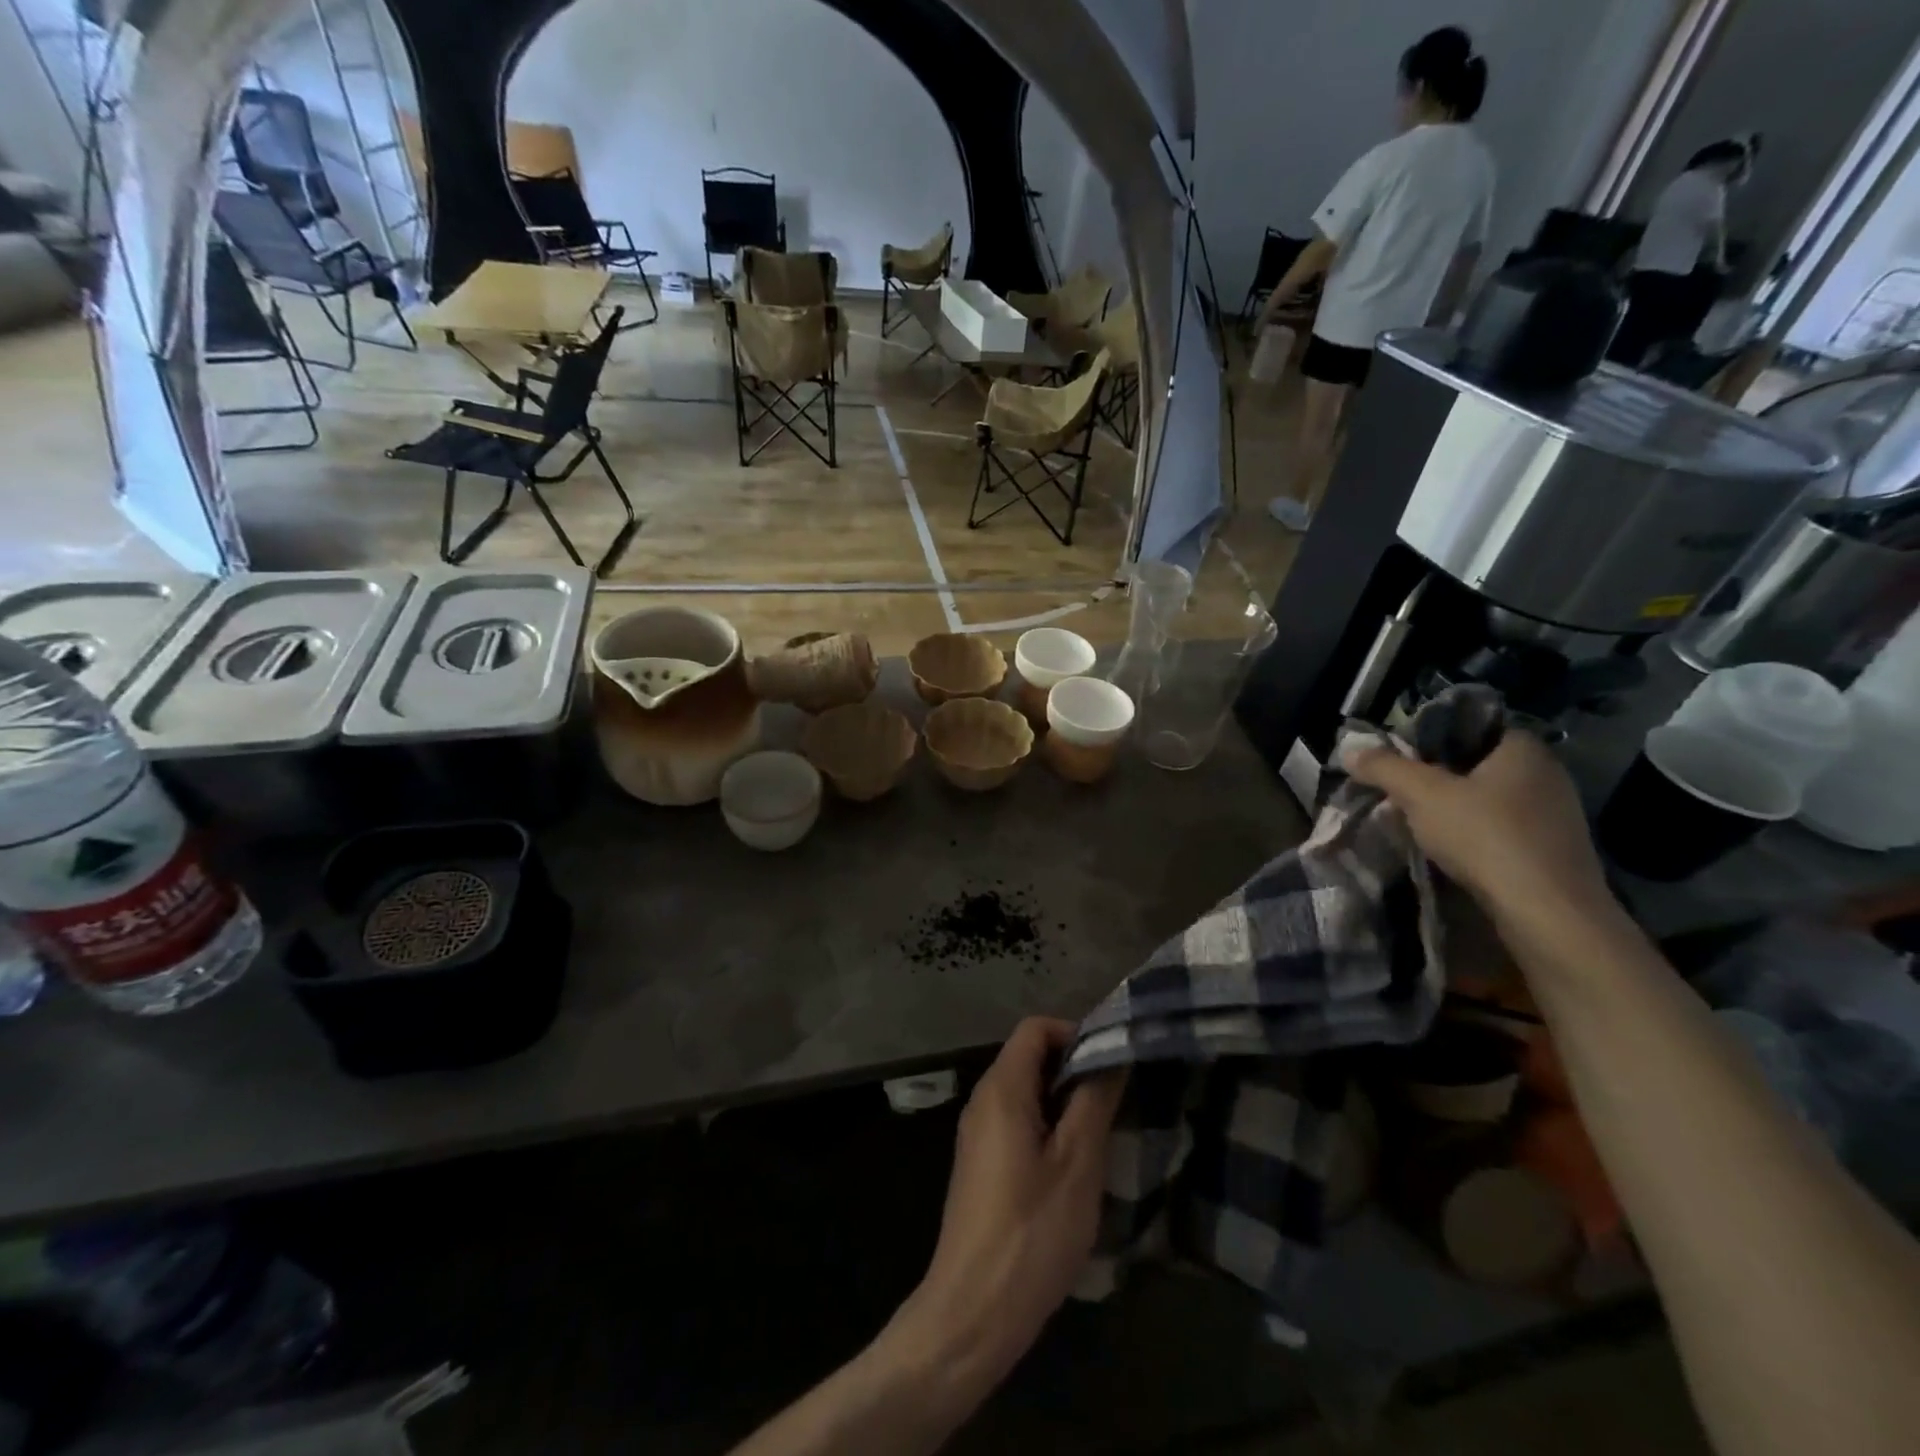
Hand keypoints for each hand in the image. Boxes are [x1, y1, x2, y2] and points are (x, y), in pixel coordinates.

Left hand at [891, 1019, 1124, 1395]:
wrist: (973, 1311)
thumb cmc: (1031, 1231)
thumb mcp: (1077, 1163)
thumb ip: (1094, 1100)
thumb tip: (1111, 1055)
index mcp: (1001, 1089)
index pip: (1035, 1028)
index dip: (1074, 1034)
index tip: (1111, 1064)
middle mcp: (983, 1101)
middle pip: (1029, 1057)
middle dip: (1074, 1069)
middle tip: (1116, 1101)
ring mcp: (978, 1134)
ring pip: (1026, 1093)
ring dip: (1064, 1102)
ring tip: (1102, 1133)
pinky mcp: (981, 1164)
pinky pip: (1017, 1123)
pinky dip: (1048, 1127)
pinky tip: (1074, 1167)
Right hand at [1346, 731, 1609, 921]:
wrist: (1546, 913)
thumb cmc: (1485, 837)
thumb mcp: (1421, 794)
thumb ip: (1384, 767)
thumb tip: (1350, 748)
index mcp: (1523, 748)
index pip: (1470, 726)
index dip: (1430, 737)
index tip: (1398, 756)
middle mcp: (1547, 774)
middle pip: (1476, 764)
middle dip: (1436, 776)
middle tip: (1399, 790)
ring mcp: (1556, 815)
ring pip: (1488, 799)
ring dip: (1453, 808)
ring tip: (1416, 822)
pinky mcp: (1553, 851)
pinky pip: (1502, 828)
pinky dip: (1474, 834)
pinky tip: (1450, 850)